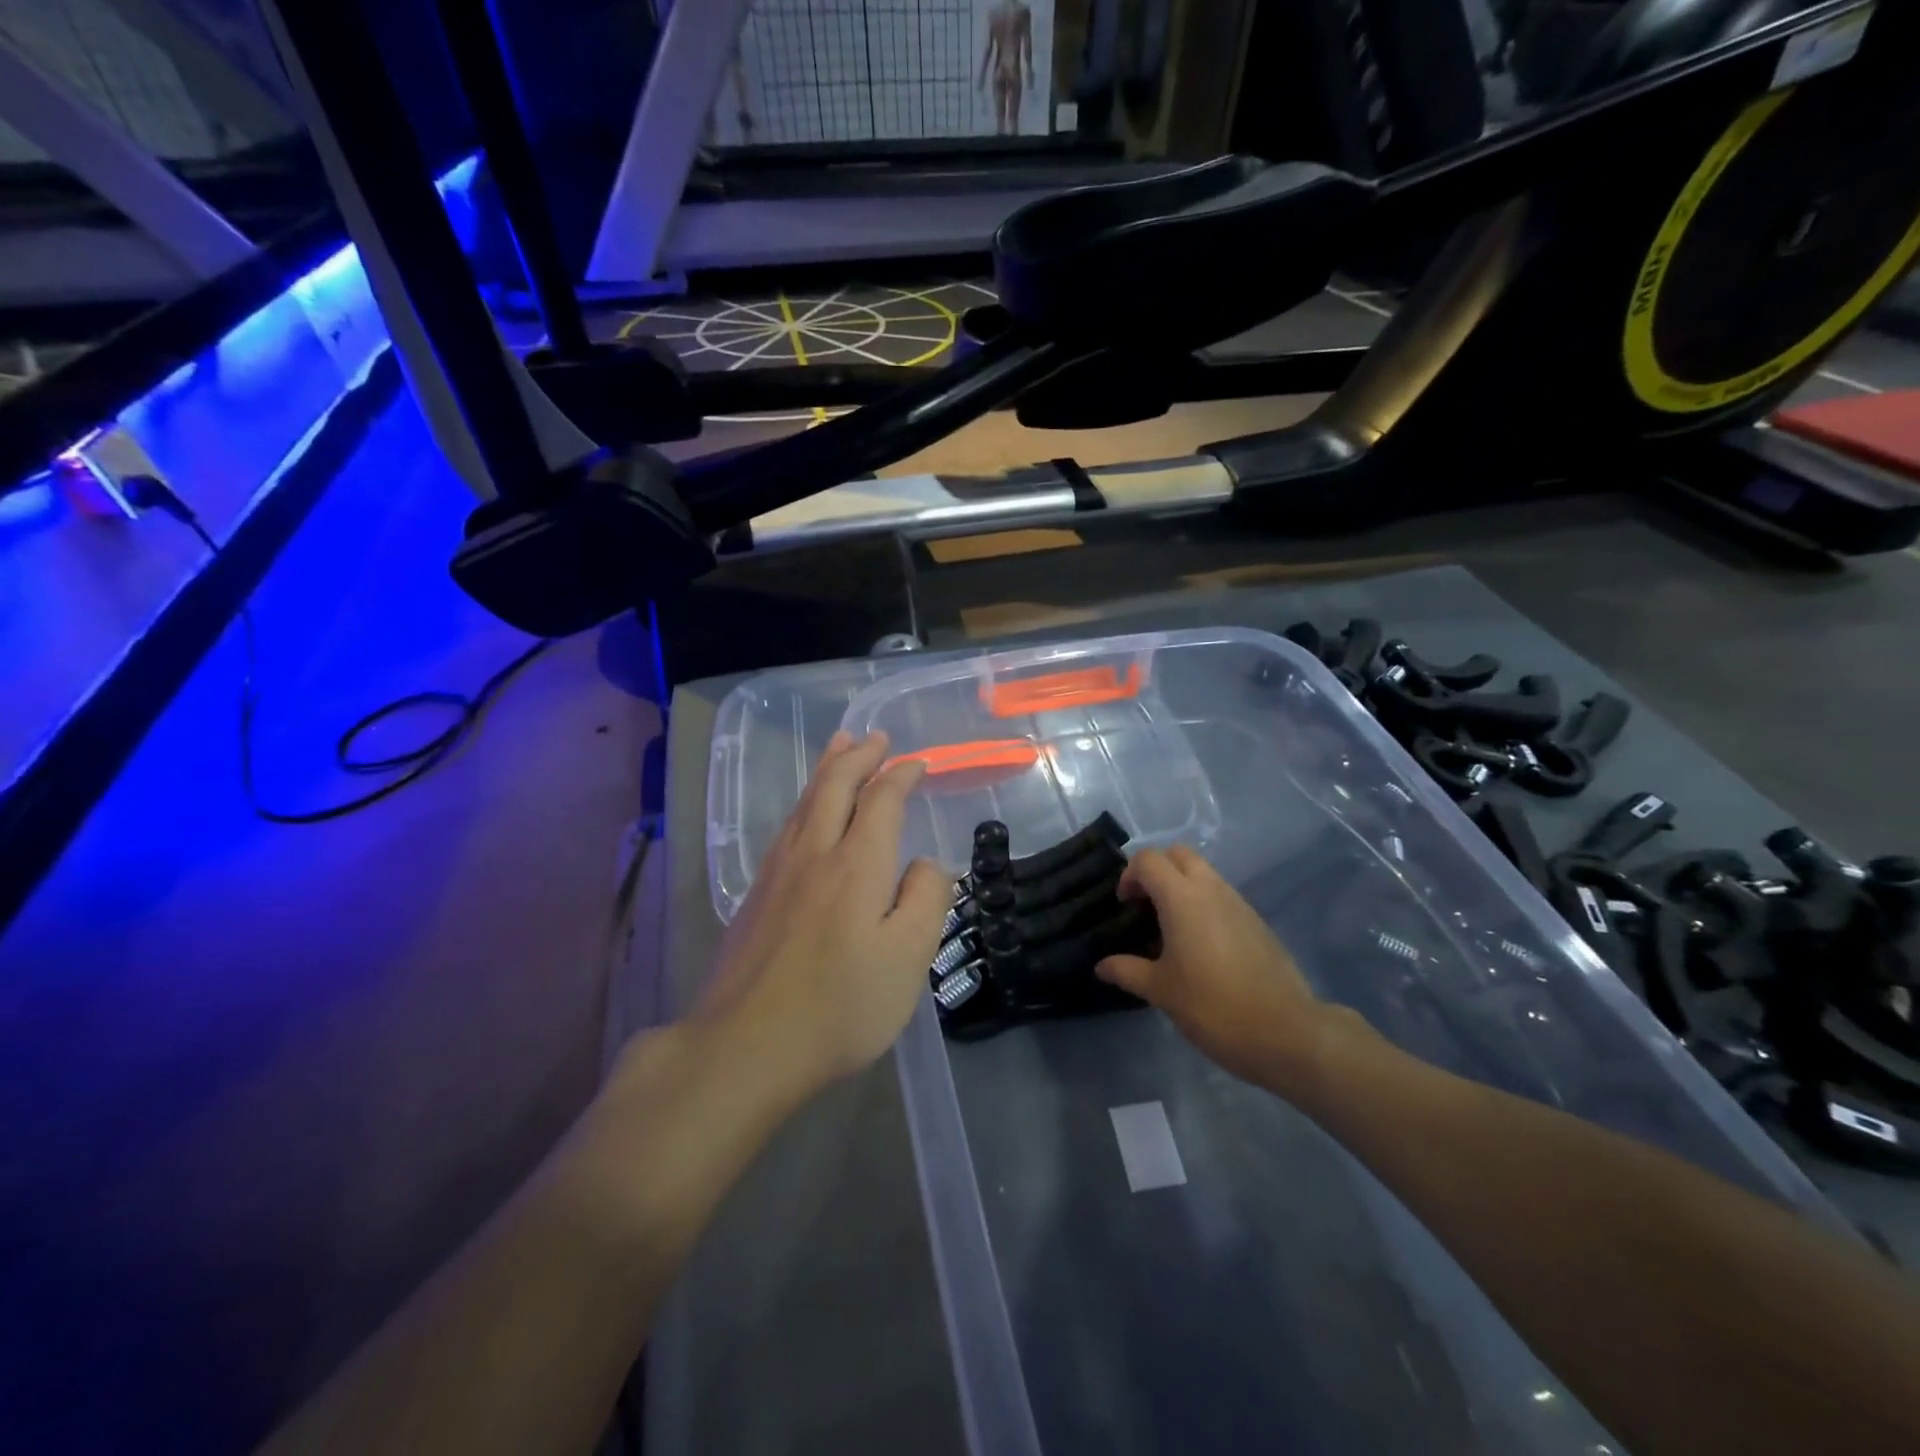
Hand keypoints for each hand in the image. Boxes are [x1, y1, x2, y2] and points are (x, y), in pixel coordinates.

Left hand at [697, 732, 950, 1100]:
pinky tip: (805, 812)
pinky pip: (787, 826)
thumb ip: (926, 900)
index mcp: (857, 864)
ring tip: (839, 747)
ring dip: (827, 769)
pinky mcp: (756, 895)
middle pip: (834, 786)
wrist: (745, 1047)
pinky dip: (805, 800)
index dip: (901, 775)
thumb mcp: (909, 959)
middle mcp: (814, 853)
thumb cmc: (840, 1007)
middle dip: (859, 756)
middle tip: (876, 737)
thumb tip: (926, 863)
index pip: (882, 800)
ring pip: (805, 802)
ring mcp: (778, 872)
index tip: (918, 763)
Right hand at [1096, 846, 1360, 1097]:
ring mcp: (1239, 903)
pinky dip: (1204, 904)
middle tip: (1145, 905)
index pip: (1148, 860)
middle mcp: (1211, 889)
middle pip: (1179, 855)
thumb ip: (1127, 970)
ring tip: (1170, 927)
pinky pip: (1222, 896)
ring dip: (1182, 886)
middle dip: (1157, 870)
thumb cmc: (1213, 1006)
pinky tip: (1200, 945)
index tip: (1124, 906)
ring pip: (1204, 873)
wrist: (1286, 1032)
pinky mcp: (1257, 921)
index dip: (1129, 875)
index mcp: (1182, 898)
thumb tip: (1101, 965)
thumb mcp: (1161, 991)